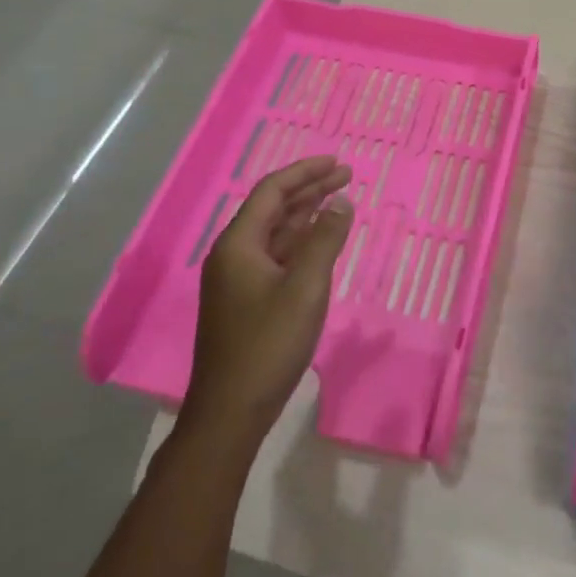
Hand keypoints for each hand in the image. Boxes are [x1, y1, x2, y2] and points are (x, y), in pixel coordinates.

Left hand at [179, 156, 354, 455]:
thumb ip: (325, 239)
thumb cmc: (268, 345)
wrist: (230, 414)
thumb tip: (341, 201)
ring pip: (275, 233)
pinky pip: (276, 256)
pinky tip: (321, 241)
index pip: (272, 191)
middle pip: (273, 208)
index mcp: (238, 244)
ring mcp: (238, 279)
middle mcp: (233, 254)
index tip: (337, 162)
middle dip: (309, 189)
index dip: (305, 172)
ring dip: (306, 214)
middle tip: (345, 175)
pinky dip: (300, 241)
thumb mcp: (305, 288)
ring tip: (338, 199)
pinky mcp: (246, 301)